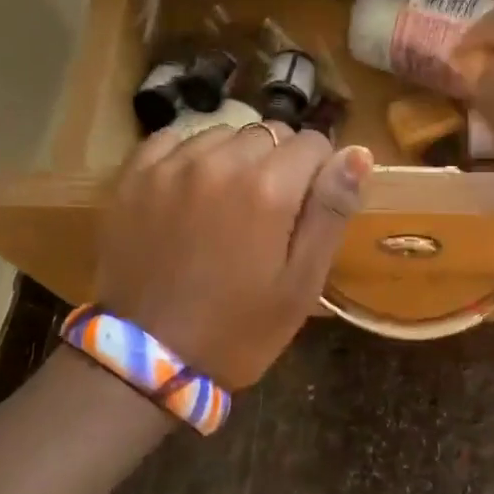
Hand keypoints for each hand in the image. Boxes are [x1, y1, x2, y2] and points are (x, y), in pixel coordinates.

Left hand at [96, 124, 372, 388]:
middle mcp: (221, 161)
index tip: (306, 209)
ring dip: (236, 158)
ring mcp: (172, 165)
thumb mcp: (300, 283)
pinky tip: (191, 189)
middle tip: (268, 215)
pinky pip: (175, 140)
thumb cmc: (237, 329)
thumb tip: (358, 154)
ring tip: (227, 205)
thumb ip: (331, 212)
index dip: (319, 172)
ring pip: (224, 133)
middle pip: (269, 133)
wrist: (146, 360)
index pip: (313, 143)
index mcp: (269, 188)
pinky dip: (191, 155)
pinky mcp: (135, 175)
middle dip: (279, 164)